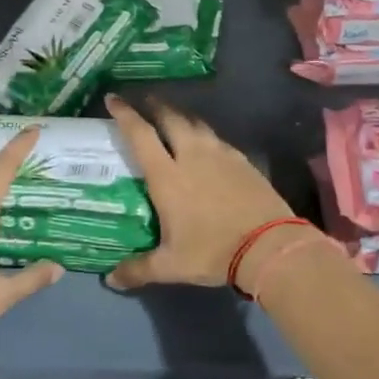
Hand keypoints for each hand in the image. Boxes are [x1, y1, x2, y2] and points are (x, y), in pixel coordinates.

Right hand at [102, 94, 314, 292]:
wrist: (268, 244)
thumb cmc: (213, 251)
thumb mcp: (171, 266)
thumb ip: (138, 269)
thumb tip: (110, 280)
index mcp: (168, 176)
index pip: (140, 135)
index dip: (125, 114)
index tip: (113, 98)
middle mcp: (192, 156)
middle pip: (171, 118)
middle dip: (155, 105)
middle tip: (144, 100)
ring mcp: (221, 154)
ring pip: (196, 124)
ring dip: (181, 116)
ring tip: (173, 117)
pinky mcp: (243, 160)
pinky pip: (217, 138)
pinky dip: (204, 134)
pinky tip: (206, 144)